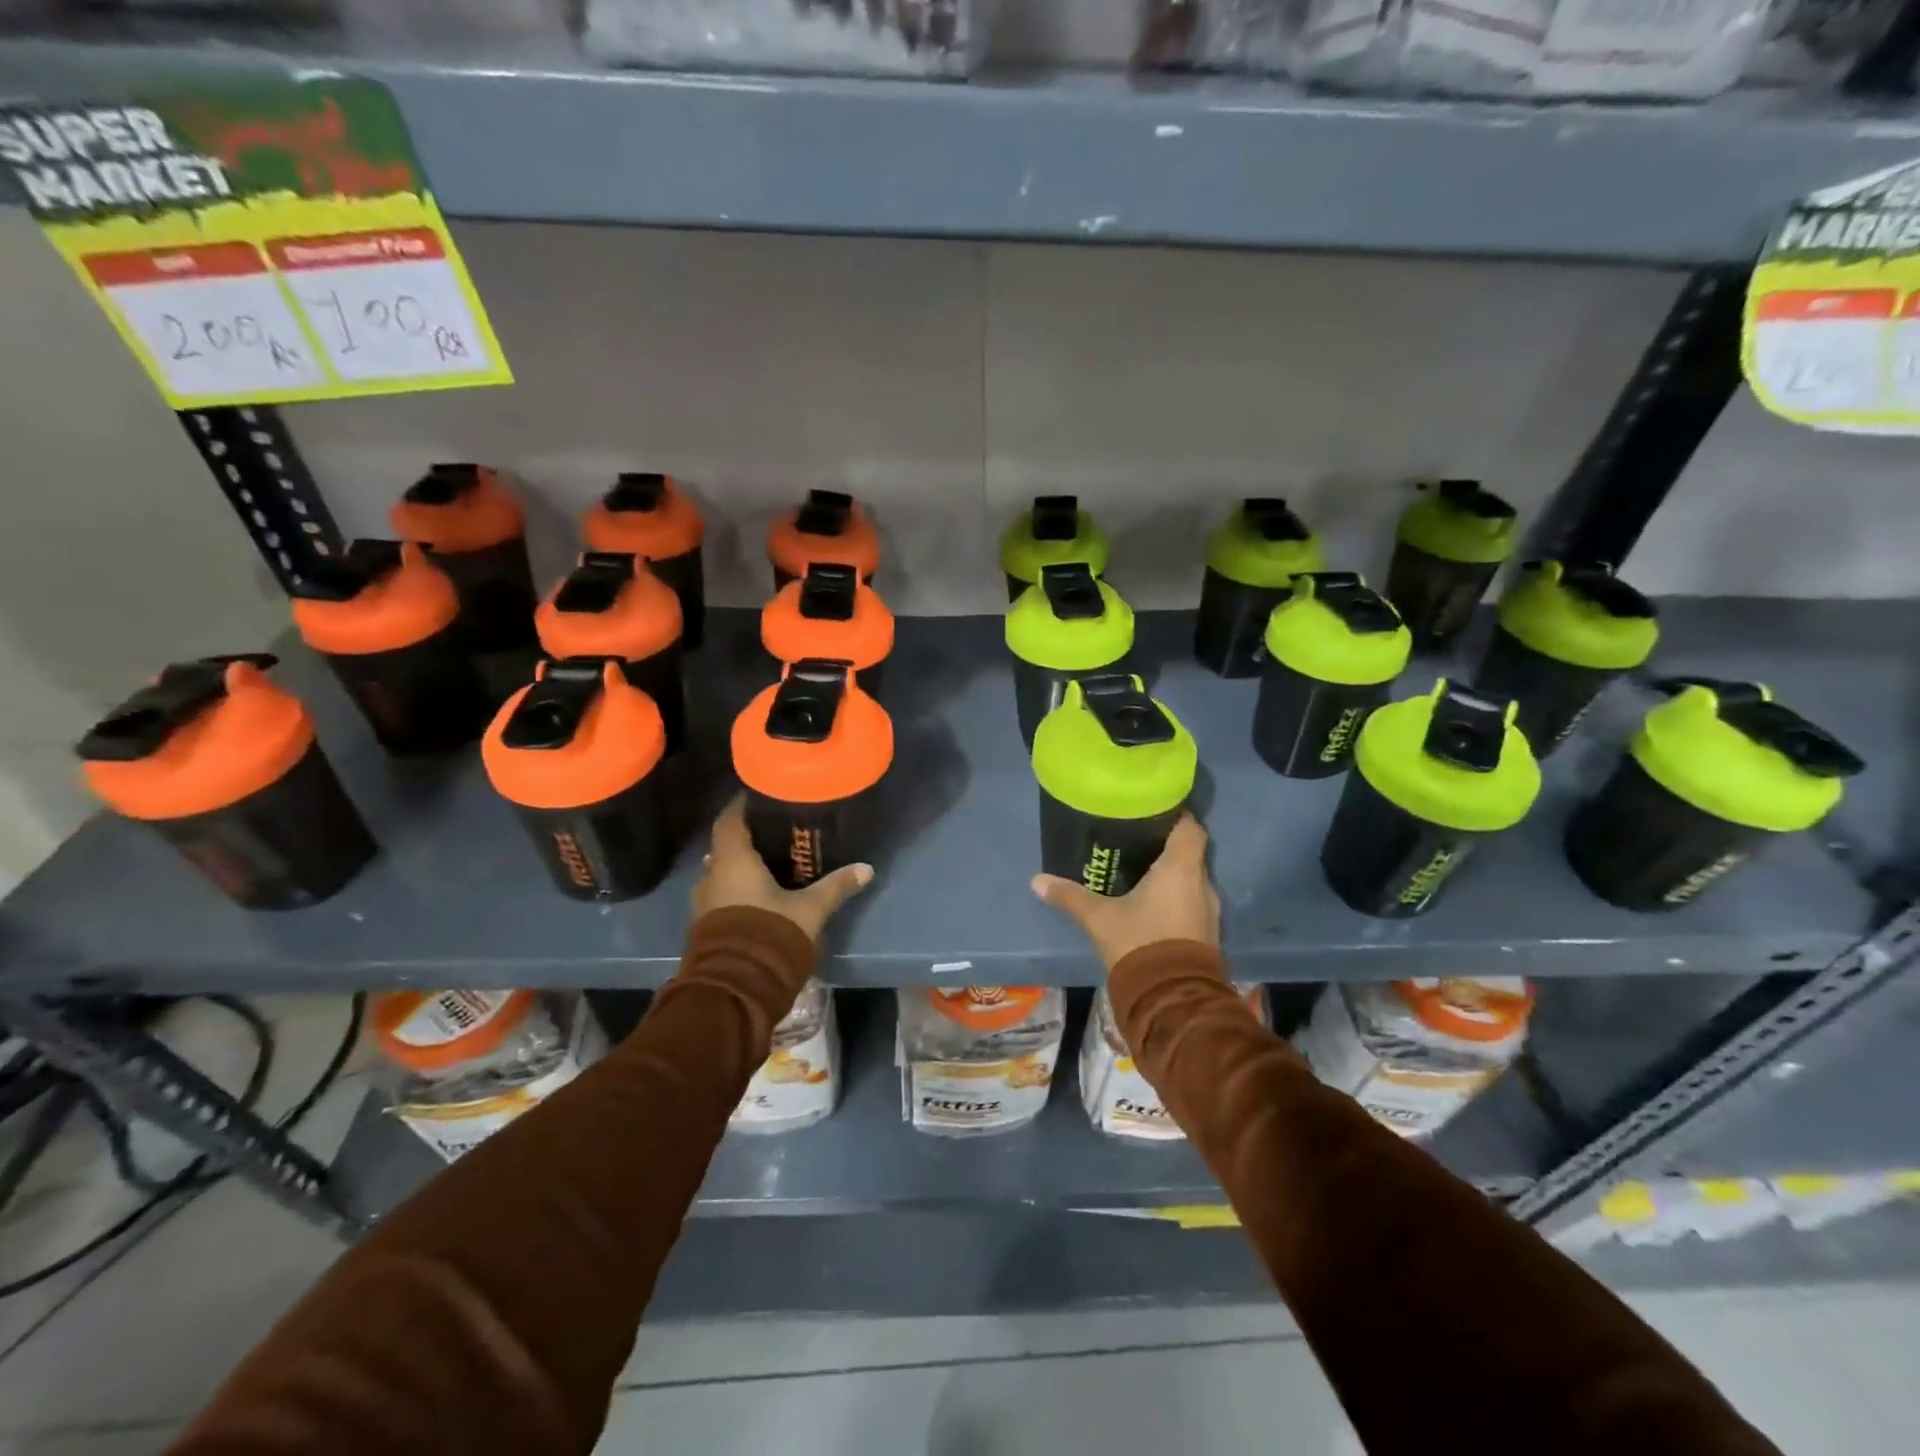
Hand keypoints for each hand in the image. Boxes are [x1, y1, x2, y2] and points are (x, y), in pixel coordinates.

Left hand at [692, 795, 873, 942]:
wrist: (735, 988)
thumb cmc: (770, 934)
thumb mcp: (810, 910)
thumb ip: (835, 886)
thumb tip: (866, 868)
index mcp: (732, 860)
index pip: (730, 819)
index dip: (743, 805)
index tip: (762, 795)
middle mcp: (712, 875)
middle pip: (726, 845)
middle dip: (748, 836)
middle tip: (776, 829)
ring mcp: (704, 903)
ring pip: (723, 871)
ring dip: (742, 865)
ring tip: (772, 861)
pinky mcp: (705, 925)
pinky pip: (721, 894)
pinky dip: (738, 887)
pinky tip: (760, 892)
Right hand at [1031, 812, 1218, 970]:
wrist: (1172, 1000)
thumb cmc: (1140, 944)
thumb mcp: (1099, 919)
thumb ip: (1070, 896)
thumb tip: (1037, 880)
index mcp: (1181, 869)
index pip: (1190, 828)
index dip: (1175, 816)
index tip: (1152, 811)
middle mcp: (1201, 884)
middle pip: (1188, 852)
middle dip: (1165, 846)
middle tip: (1134, 840)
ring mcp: (1208, 911)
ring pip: (1190, 879)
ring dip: (1170, 875)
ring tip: (1138, 870)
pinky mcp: (1205, 934)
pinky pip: (1190, 902)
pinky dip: (1174, 897)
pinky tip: (1149, 902)